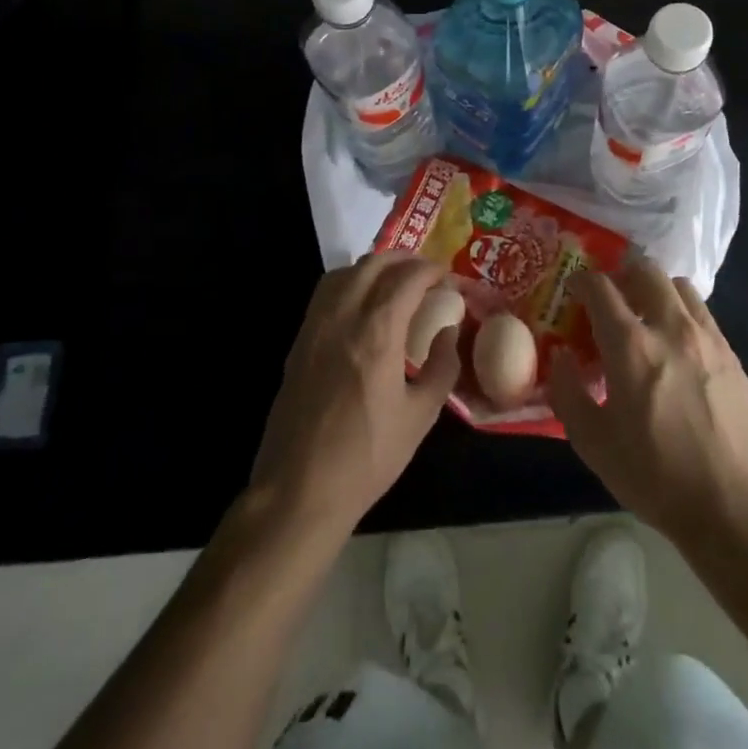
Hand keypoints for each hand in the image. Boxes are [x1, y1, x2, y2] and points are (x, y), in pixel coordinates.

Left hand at [250, 252, 461, 534]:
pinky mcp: (299, 341)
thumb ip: (442, 367)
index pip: (408, 278)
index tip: (448, 277)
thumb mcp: (420, 416)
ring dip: (374, 266)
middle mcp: (344, 317)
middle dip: (404, 259)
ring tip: (395, 281)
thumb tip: (449, 332)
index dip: (432, 270)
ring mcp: (316, 326)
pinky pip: (325, 292)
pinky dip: (349, 282)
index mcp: (378, 332)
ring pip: (345, 272)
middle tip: (426, 272)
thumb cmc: (367, 457)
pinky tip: (362, 304)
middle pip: (374, 264)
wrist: (299, 489)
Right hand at [549, 261, 747, 552]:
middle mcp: (670, 328)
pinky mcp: (731, 354)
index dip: (581, 282)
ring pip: (677, 285)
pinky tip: (676, 346)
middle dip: (620, 276)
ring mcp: (706, 337)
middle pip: (644, 270)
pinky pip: (701, 312)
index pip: (600, 287)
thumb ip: (567, 393)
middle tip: (610, 301)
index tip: (573, 292)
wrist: (736, 509)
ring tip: (645, 318)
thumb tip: (560, 356)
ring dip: (654, 290)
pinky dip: (681, 312)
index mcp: (631, 346)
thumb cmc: (657, 479)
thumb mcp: (594, 444)